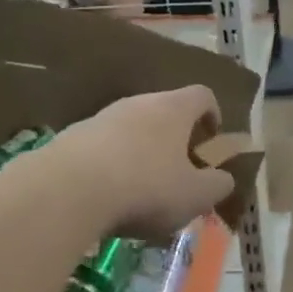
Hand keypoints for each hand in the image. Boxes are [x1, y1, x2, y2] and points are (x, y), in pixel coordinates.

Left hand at [47, 86, 235, 239]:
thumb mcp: (195, 195)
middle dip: (174, 138)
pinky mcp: (72, 137)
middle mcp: (138, 102)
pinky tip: (107, 196)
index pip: (202, 95)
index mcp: (173, 109)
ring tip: (141, 189)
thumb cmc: (145, 187)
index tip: (211, 141)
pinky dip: (110, 164)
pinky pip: (101, 146)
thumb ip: (217, 185)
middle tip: (178, 171)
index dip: (212, 115)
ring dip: (140, 151)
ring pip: (130, 128)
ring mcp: (101, 117)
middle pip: (164, 111)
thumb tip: (224, 179)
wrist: (67, 190)